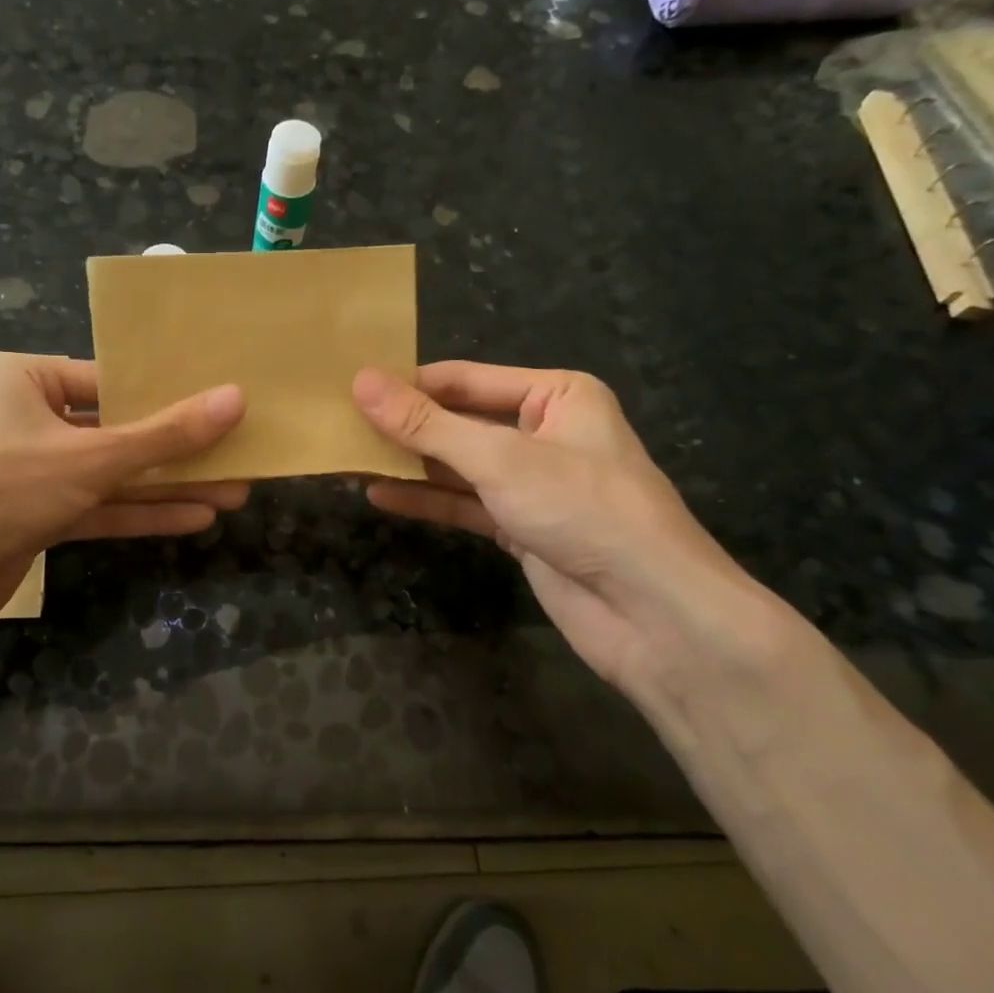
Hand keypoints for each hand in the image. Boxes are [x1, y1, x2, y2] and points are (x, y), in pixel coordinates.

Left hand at [0, 357, 244, 678]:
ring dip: (169, 485)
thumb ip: (165, 434)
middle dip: (179, 448)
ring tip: (234, 490)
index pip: (111, 378)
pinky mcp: (37, 520)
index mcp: (28, 382)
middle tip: (240, 453)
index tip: (221, 401)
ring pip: (114, 474)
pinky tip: (194, 518)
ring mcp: (34, 474)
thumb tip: (236, 399)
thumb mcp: (93, 456)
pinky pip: (99, 508)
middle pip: (119, 429)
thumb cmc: (1, 488)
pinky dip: (141, 514)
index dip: (168, 391)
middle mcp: (31, 420)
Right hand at [354, 362, 781, 696]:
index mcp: (555, 395)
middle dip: (405, 426)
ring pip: (459, 465)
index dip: (408, 384)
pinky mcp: (522, 527)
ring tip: (349, 456)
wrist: (652, 614)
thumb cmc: (584, 510)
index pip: (465, 379)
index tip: (349, 388)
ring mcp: (533, 483)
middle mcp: (544, 432)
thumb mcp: (498, 458)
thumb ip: (427, 425)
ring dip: (410, 464)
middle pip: (460, 421)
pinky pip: (465, 504)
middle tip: (340, 423)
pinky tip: (380, 494)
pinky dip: (427, 500)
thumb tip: (361, 382)